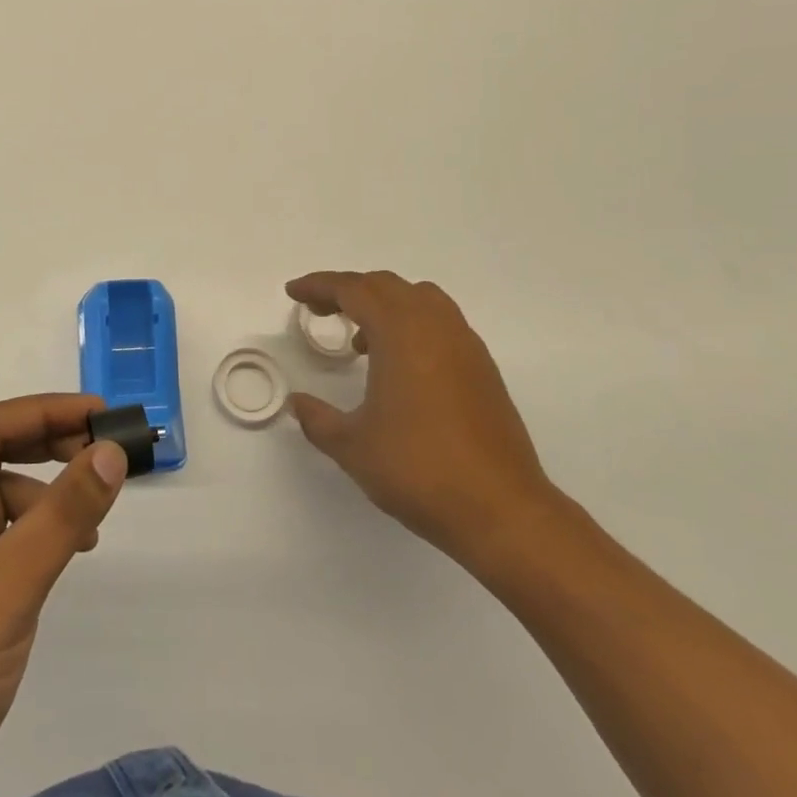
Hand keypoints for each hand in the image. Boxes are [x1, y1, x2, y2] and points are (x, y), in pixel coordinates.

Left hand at [0, 395, 127, 796]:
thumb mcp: (9, 583)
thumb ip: (65, 512)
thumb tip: (111, 451)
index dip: (48, 411)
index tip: (103, 413)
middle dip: (49, 450)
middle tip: (106, 455)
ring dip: (42, 501)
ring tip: (90, 524)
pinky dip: (27, 539)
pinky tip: (57, 559)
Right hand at [286, 271, 558, 570]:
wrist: (502, 510)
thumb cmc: (419, 470)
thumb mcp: (353, 446)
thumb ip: (318, 419)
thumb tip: (299, 403)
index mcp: (401, 333)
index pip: (354, 290)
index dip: (319, 286)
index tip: (294, 292)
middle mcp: (435, 327)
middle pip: (386, 286)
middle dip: (349, 290)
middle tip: (320, 310)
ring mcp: (465, 345)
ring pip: (419, 298)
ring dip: (384, 304)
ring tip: (361, 338)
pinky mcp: (482, 368)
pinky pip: (440, 322)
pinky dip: (411, 325)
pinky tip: (399, 366)